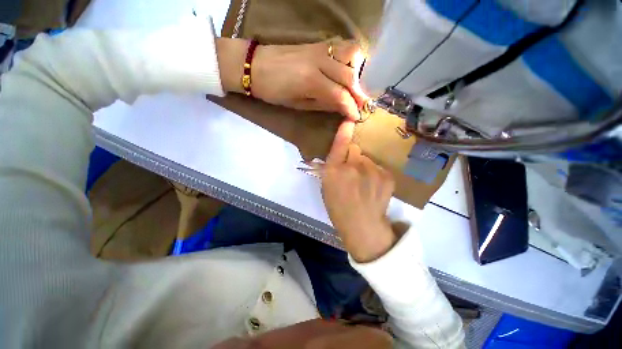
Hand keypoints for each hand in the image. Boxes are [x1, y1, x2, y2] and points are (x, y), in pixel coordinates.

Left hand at [216, 38, 365, 120]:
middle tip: (362, 104)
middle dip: (359, 93)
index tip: (357, 116)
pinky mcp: (317, 43)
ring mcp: (319, 48)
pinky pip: (342, 46)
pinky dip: (350, 58)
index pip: (340, 95)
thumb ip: (323, 104)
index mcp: (311, 81)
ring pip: (351, 53)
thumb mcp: (298, 104)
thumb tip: (342, 107)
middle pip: (349, 76)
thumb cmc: (274, 92)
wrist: (256, 66)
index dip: (351, 107)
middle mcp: (319, 61)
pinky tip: (347, 69)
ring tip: (355, 85)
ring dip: (358, 71)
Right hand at [321, 122, 396, 262]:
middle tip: (352, 172)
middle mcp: (352, 167)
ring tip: (365, 184)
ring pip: (367, 159)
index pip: (339, 145)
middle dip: (352, 157)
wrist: (363, 226)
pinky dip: (376, 174)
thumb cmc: (339, 209)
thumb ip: (331, 169)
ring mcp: (372, 170)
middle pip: (355, 150)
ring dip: (365, 166)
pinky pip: (378, 167)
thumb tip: (339, 157)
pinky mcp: (387, 175)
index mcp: (333, 171)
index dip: (344, 132)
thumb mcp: (326, 189)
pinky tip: (374, 187)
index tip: (349, 120)